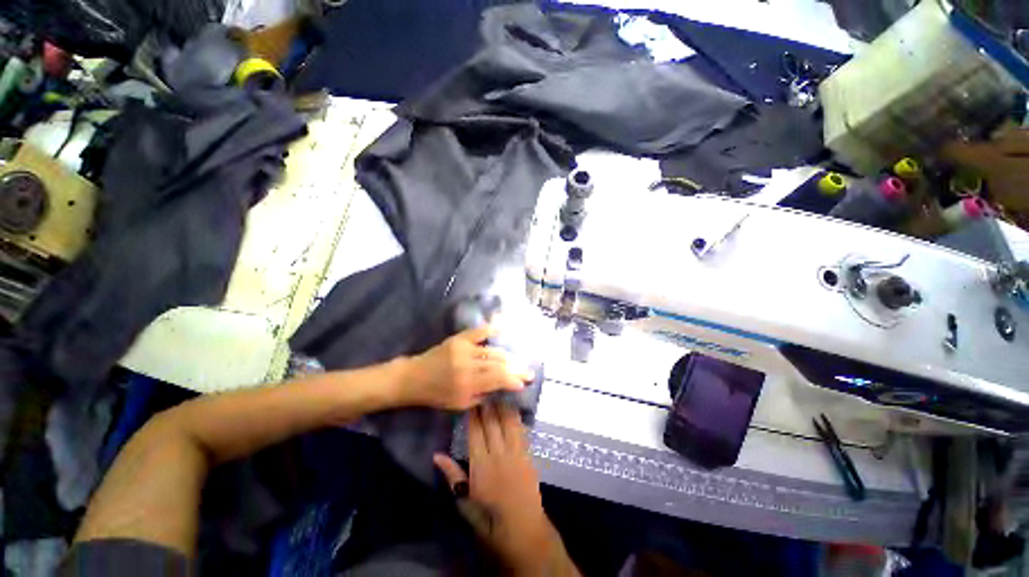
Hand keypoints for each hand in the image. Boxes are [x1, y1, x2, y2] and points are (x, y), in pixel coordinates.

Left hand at [402, 325, 533, 410]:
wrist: (415, 377)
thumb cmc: (437, 395)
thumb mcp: (460, 404)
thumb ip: (483, 394)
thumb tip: (503, 386)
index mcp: (467, 383)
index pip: (498, 379)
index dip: (513, 379)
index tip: (525, 381)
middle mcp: (467, 364)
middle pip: (498, 364)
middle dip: (516, 368)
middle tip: (528, 371)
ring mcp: (463, 348)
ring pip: (492, 350)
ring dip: (507, 356)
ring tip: (517, 360)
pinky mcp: (458, 338)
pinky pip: (478, 332)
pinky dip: (491, 330)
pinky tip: (502, 329)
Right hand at [434, 404, 557, 574]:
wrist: (522, 530)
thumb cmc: (488, 519)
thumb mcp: (464, 502)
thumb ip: (453, 476)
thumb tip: (436, 455)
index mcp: (480, 465)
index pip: (475, 432)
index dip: (473, 414)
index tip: (471, 399)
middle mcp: (498, 453)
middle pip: (491, 423)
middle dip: (487, 405)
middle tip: (484, 389)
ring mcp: (515, 453)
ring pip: (507, 422)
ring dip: (502, 406)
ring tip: (498, 392)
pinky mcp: (527, 455)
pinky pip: (521, 431)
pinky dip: (516, 417)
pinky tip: (513, 408)